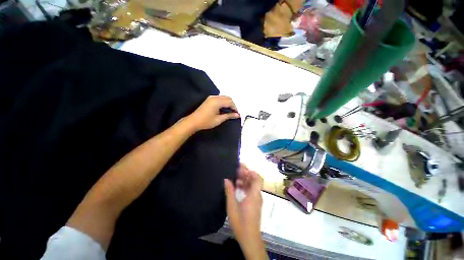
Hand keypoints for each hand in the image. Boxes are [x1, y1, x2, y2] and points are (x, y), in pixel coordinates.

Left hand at [186, 96, 239, 130]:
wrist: (193, 121)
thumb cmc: (206, 121)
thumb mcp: (219, 119)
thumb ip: (229, 116)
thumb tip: (237, 115)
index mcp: (217, 101)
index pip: (230, 102)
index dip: (235, 108)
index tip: (237, 114)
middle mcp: (214, 97)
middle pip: (228, 98)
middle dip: (232, 105)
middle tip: (234, 113)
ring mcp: (211, 97)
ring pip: (224, 97)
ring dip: (228, 103)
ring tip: (230, 111)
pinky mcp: (209, 99)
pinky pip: (219, 98)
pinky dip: (224, 102)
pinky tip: (224, 108)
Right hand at [224, 164, 266, 259]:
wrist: (250, 238)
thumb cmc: (241, 222)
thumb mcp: (232, 207)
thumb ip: (229, 191)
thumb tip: (226, 179)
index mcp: (254, 195)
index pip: (257, 178)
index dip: (251, 171)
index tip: (242, 167)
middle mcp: (257, 195)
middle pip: (254, 180)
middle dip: (246, 173)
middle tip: (236, 169)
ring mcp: (257, 199)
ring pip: (253, 185)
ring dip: (245, 179)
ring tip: (235, 176)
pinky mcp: (255, 203)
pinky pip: (251, 190)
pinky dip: (245, 186)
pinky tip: (237, 186)